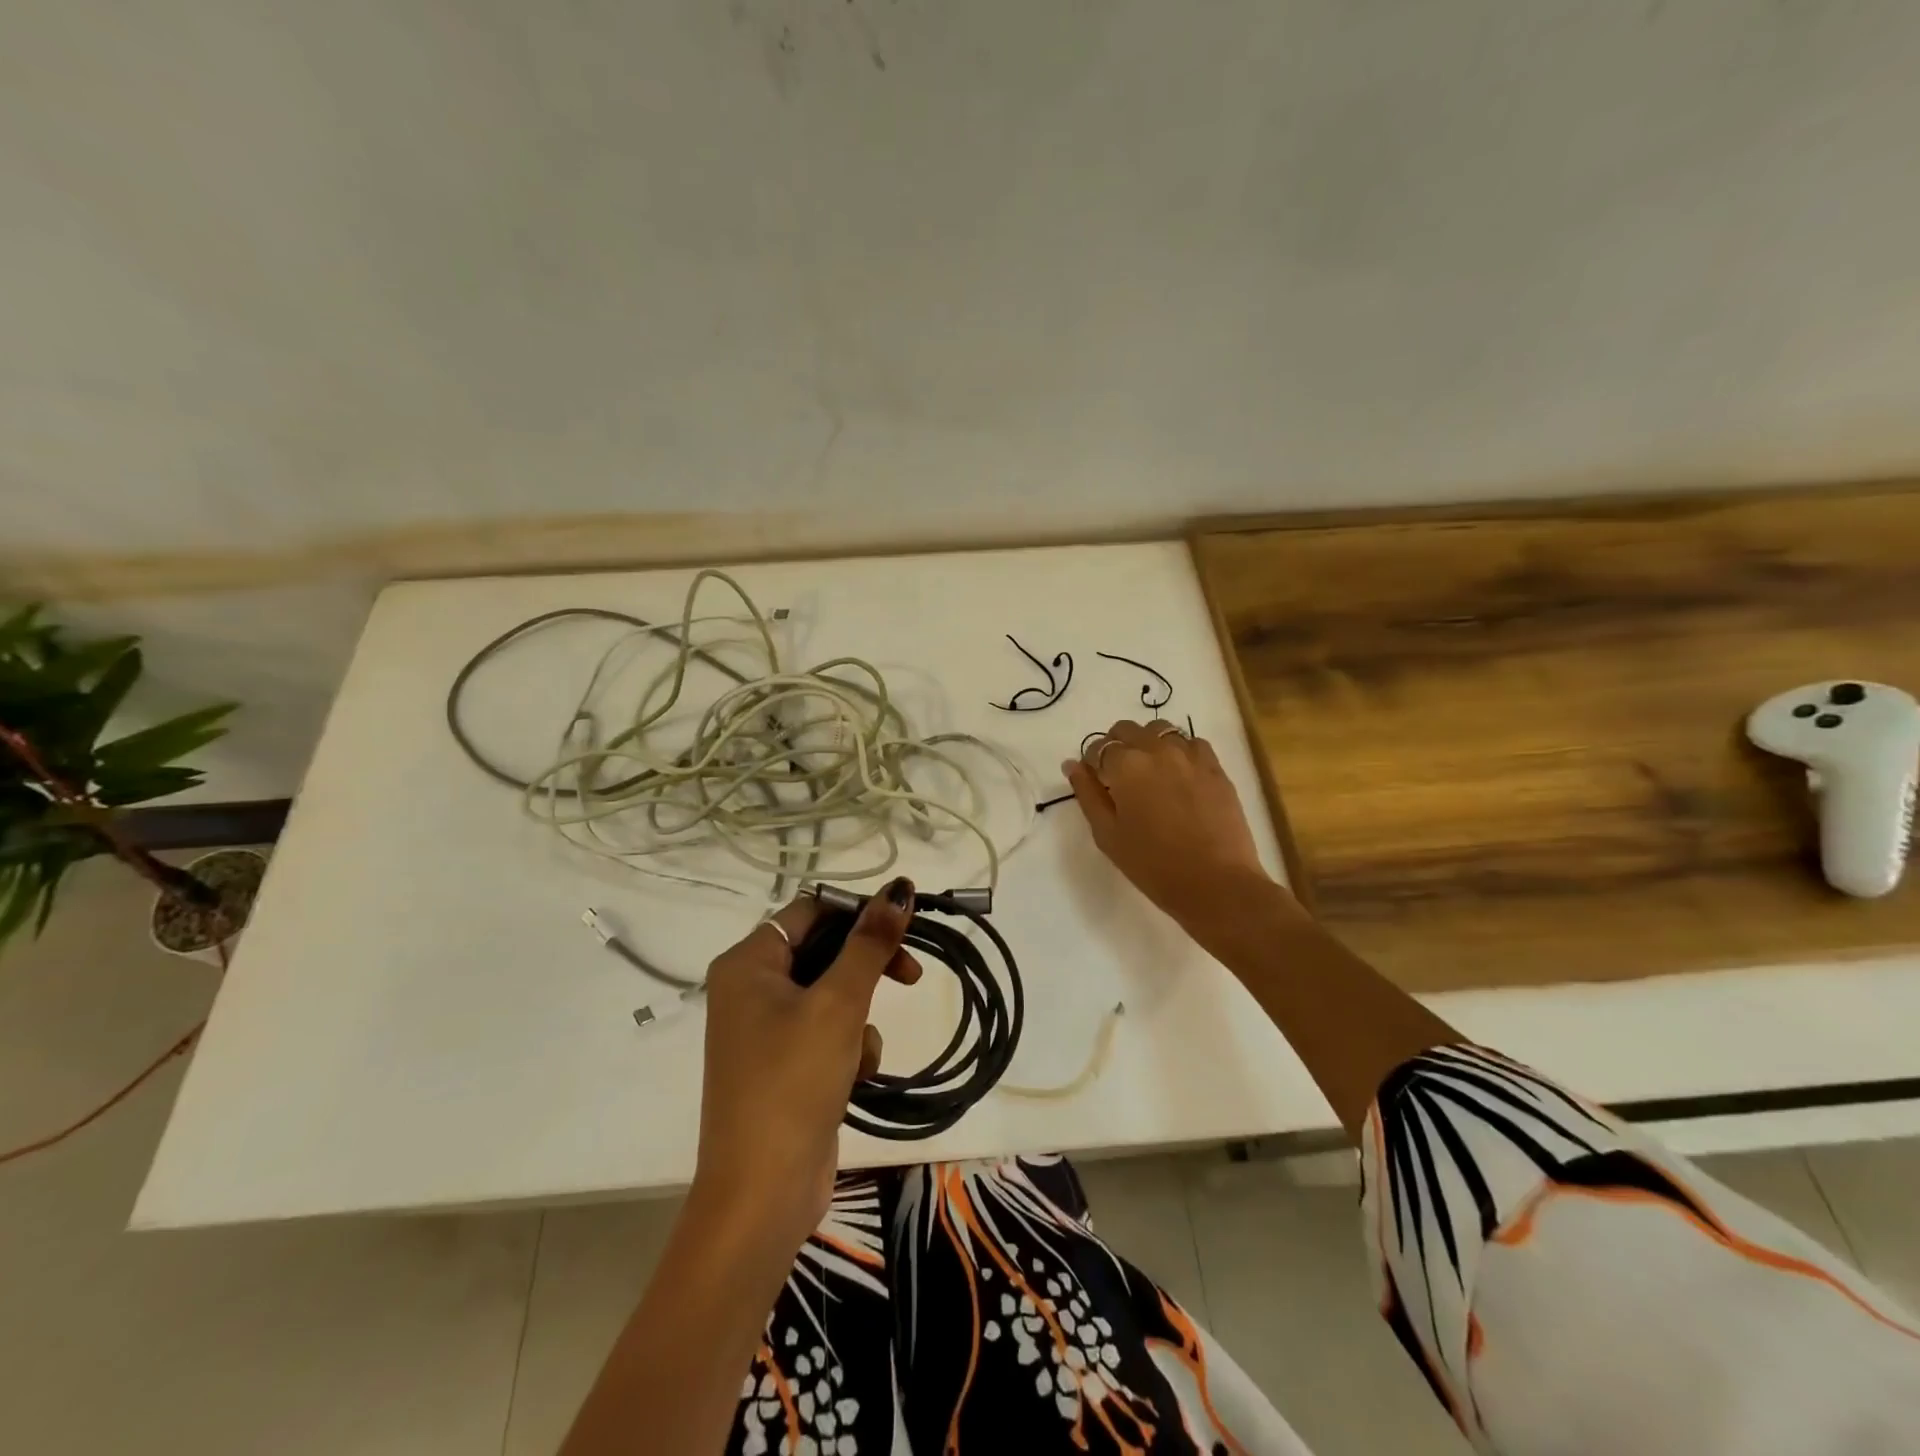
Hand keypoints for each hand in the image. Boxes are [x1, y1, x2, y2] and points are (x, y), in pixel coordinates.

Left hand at [692, 878, 920, 1252]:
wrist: (762, 1194)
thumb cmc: (793, 1082)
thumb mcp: (839, 1003)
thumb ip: (871, 942)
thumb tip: (900, 887)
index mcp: (748, 962)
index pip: (811, 910)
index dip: (858, 912)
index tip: (903, 924)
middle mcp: (751, 988)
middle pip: (824, 950)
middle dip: (866, 967)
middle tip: (911, 974)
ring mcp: (766, 1030)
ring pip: (833, 994)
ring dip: (858, 1016)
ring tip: (858, 1053)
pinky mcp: (785, 1064)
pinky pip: (828, 1032)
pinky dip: (848, 1048)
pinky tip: (852, 1080)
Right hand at [1064, 719, 1276, 928]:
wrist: (1216, 883)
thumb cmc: (1152, 865)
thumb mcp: (1107, 834)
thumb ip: (1087, 794)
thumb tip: (1072, 764)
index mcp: (1125, 765)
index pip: (1098, 748)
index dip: (1092, 764)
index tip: (1096, 783)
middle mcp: (1157, 749)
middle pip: (1127, 730)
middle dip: (1117, 747)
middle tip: (1119, 779)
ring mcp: (1190, 756)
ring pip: (1160, 730)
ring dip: (1148, 744)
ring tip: (1150, 774)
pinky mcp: (1216, 768)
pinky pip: (1192, 743)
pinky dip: (1179, 751)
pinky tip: (1179, 776)